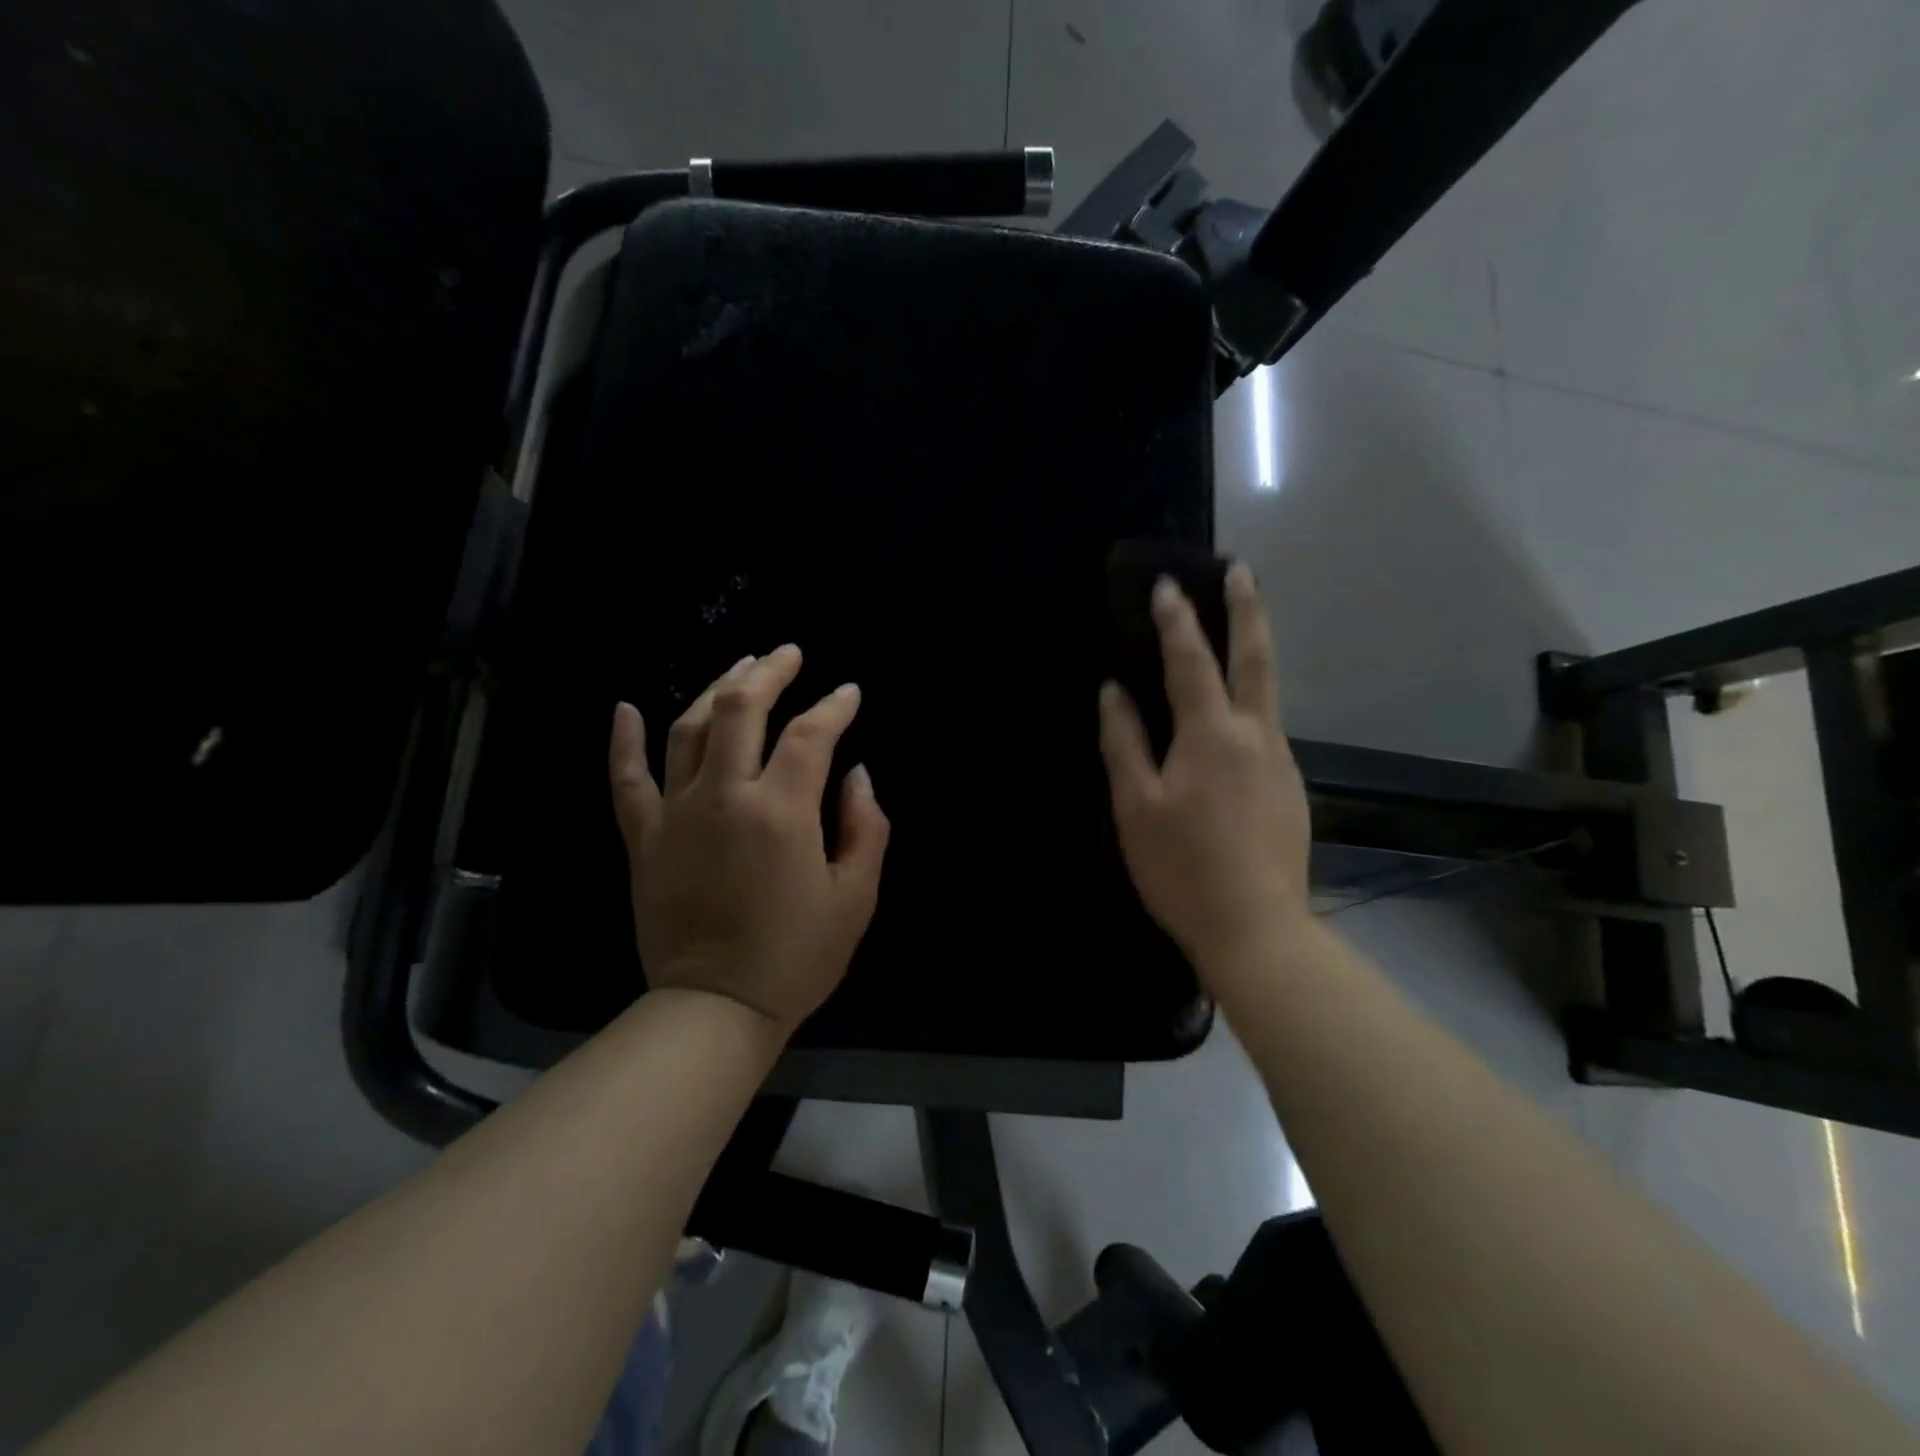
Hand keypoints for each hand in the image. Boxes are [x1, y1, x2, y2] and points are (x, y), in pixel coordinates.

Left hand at [608, 645, 889, 1037]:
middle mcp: (724, 797)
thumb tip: (858, 773)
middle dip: (768, 672)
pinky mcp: (643, 837)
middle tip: (788, 653)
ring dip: (714, 688)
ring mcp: (675, 813)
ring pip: (686, 728)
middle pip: (740, 710)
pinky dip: (622, 740)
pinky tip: (625, 706)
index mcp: (781, 812)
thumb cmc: (797, 955)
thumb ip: (867, 827)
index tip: (849, 693)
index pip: (811, 734)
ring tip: (739, 667)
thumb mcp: (856, 896)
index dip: (834, 706)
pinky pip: (626, 779)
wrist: (716, 1007)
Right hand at [1098, 564, 1310, 983]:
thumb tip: (1114, 691)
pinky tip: (1230, 720)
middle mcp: (1257, 734)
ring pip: (1267, 692)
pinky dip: (1249, 702)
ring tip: (1232, 632)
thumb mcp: (1136, 806)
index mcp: (1212, 734)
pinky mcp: (1291, 787)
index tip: (1167, 583)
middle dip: (1246, 608)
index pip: (1192, 660)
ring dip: (1251, 651)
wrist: (1257, 928)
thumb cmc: (1182, 867)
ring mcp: (1281, 760)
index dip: (1177, 619)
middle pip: (1256, 656)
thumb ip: (1125, 742)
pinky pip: (1267, 729)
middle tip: (1240, 568)